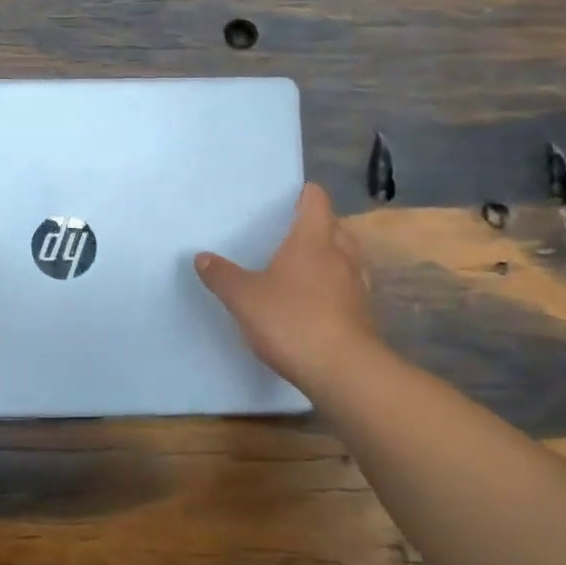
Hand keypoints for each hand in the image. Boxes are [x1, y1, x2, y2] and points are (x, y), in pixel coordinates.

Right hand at [195, 183, 384, 396]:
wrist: (343, 371)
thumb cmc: (291, 320)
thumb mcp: (244, 297)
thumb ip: (222, 275)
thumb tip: (202, 256)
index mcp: (313, 239)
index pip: (316, 199)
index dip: (304, 194)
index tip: (287, 198)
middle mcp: (341, 254)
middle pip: (334, 226)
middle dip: (316, 226)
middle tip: (288, 235)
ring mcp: (357, 285)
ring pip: (346, 257)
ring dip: (329, 257)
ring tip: (302, 267)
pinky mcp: (364, 314)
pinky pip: (348, 288)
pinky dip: (335, 287)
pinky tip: (316, 302)